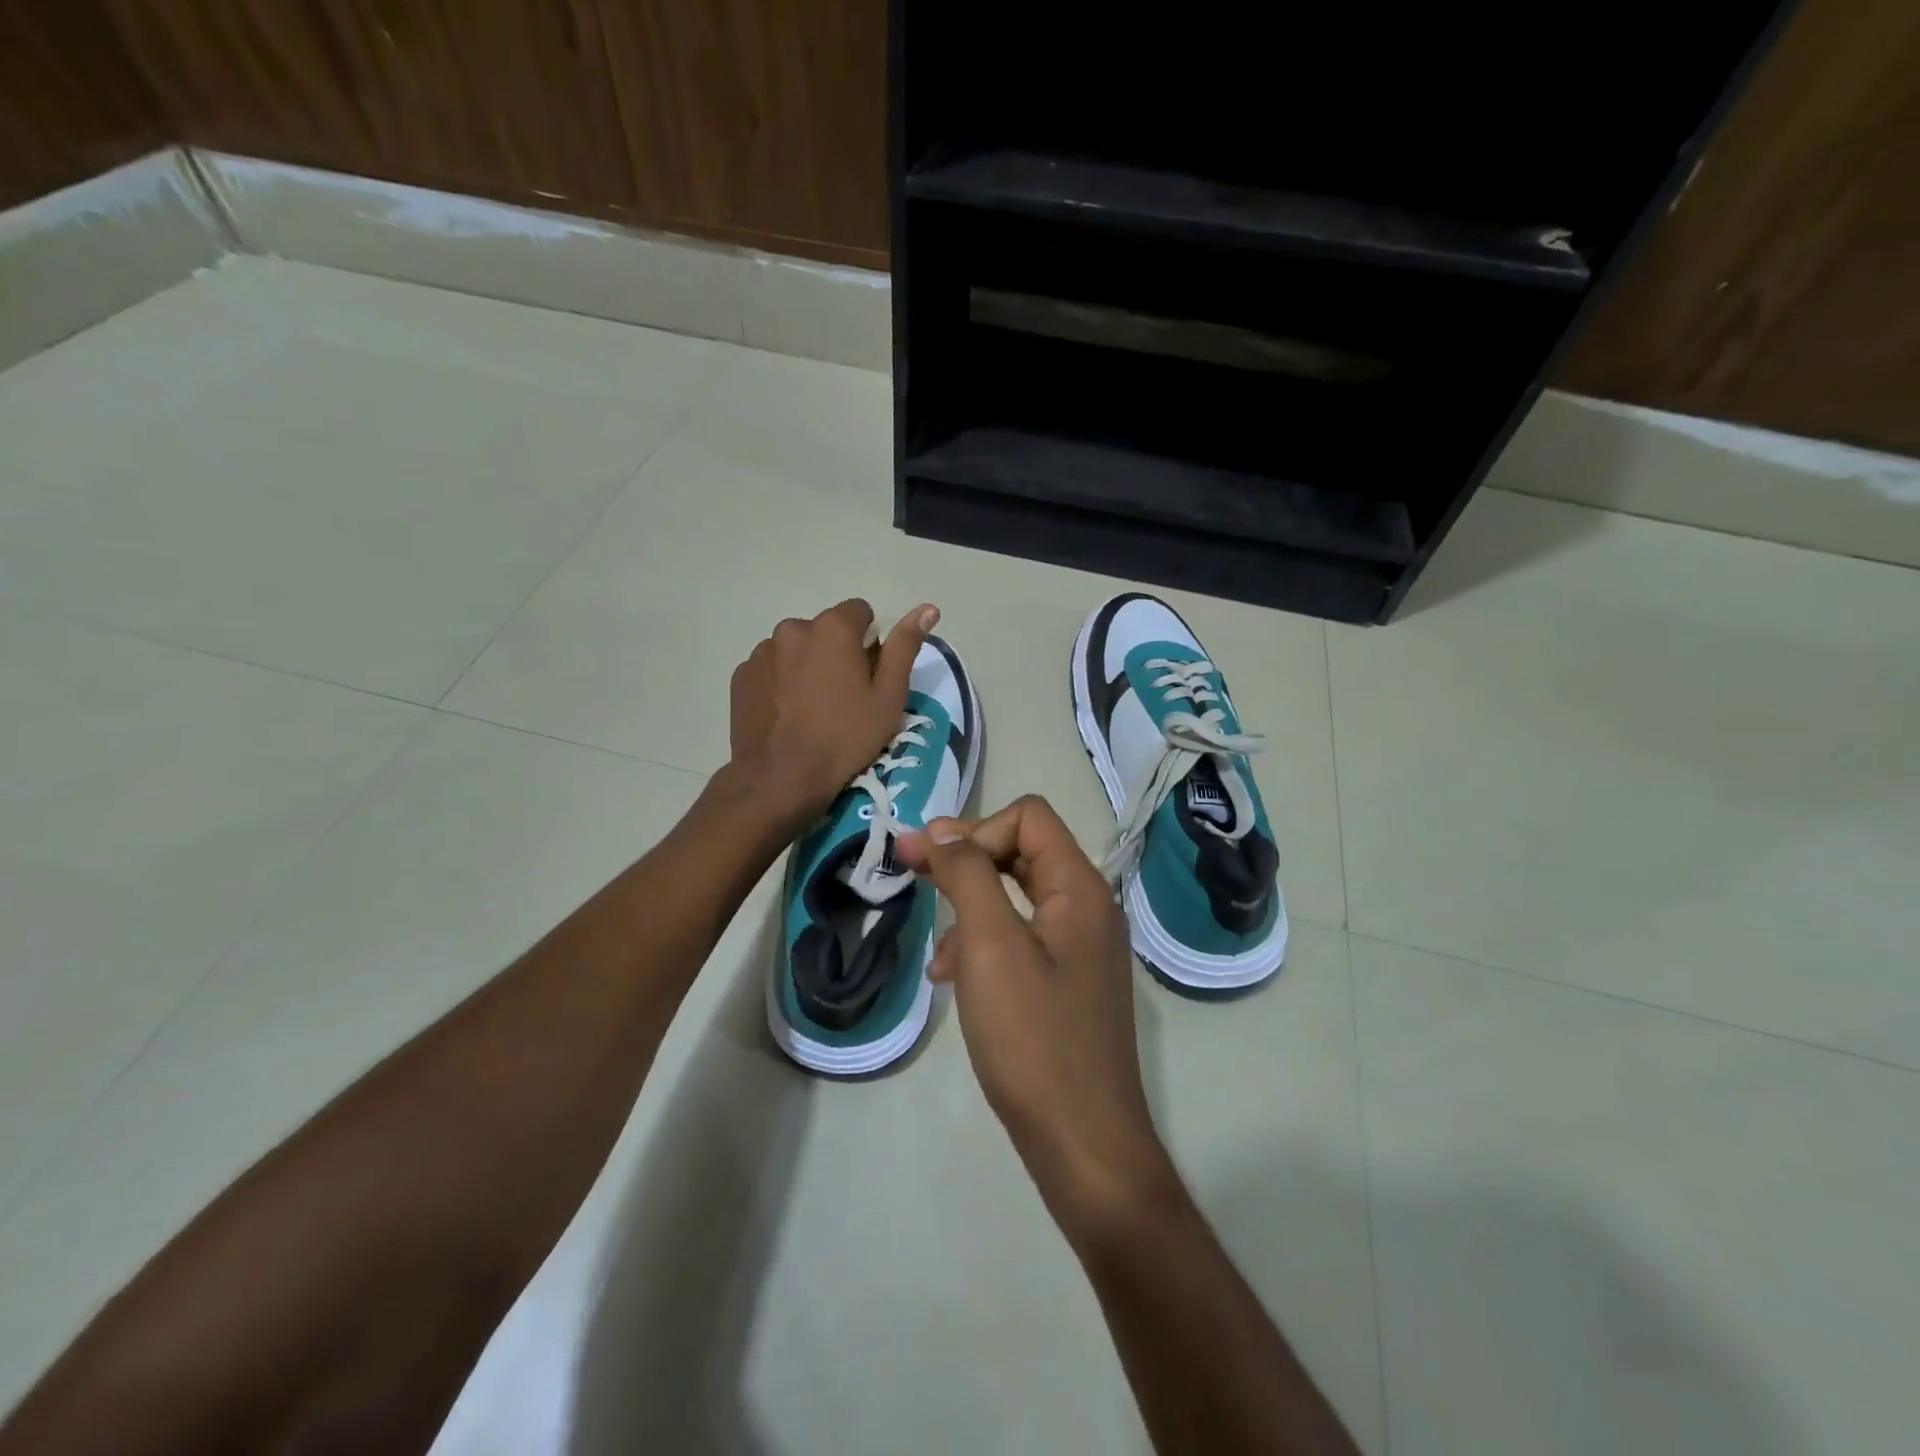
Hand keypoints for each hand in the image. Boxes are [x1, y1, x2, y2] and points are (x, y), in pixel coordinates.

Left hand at [727, 598, 937, 829]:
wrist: (782, 777)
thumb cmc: (845, 737)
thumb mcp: (888, 696)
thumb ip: (905, 646)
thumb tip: (928, 609)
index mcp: (833, 627)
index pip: (860, 613)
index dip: (870, 643)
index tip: (868, 677)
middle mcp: (793, 628)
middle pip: (826, 631)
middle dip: (836, 653)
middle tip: (843, 698)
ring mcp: (762, 651)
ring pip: (796, 649)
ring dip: (807, 666)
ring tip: (812, 709)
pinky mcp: (742, 675)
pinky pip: (771, 669)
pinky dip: (781, 683)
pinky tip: (787, 715)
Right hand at [897, 797, 1177, 1237]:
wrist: (1083, 1143)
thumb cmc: (1033, 1038)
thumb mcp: (990, 946)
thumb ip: (968, 876)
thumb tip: (942, 829)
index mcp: (1080, 888)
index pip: (1028, 816)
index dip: (975, 830)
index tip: (928, 862)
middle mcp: (1088, 907)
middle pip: (1021, 851)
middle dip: (964, 861)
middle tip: (909, 873)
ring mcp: (1080, 947)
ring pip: (1016, 896)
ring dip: (970, 907)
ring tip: (936, 951)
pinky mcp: (1068, 981)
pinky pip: (1021, 938)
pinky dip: (984, 944)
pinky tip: (952, 978)